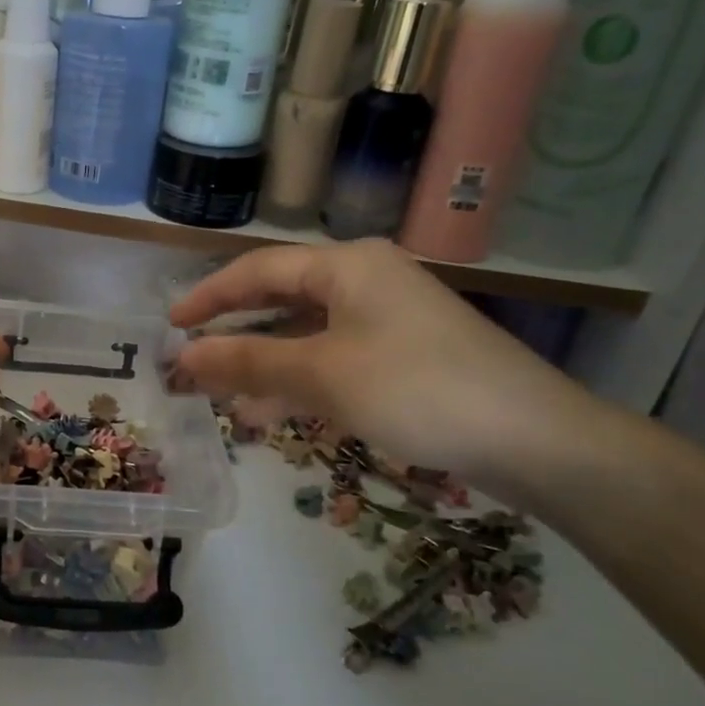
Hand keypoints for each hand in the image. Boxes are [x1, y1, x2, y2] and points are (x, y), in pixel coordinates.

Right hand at [170, 241, 602, 504]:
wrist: (534, 440)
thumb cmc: (417, 388)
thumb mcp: (323, 374)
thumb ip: (248, 362)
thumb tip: (183, 356)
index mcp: (347, 266)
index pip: (259, 270)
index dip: (210, 296)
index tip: (171, 323)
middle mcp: (365, 282)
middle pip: (281, 300)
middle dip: (234, 332)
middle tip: (191, 358)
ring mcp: (387, 321)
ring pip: (305, 336)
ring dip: (262, 364)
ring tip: (220, 396)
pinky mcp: (402, 358)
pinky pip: (332, 361)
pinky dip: (299, 382)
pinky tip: (271, 414)